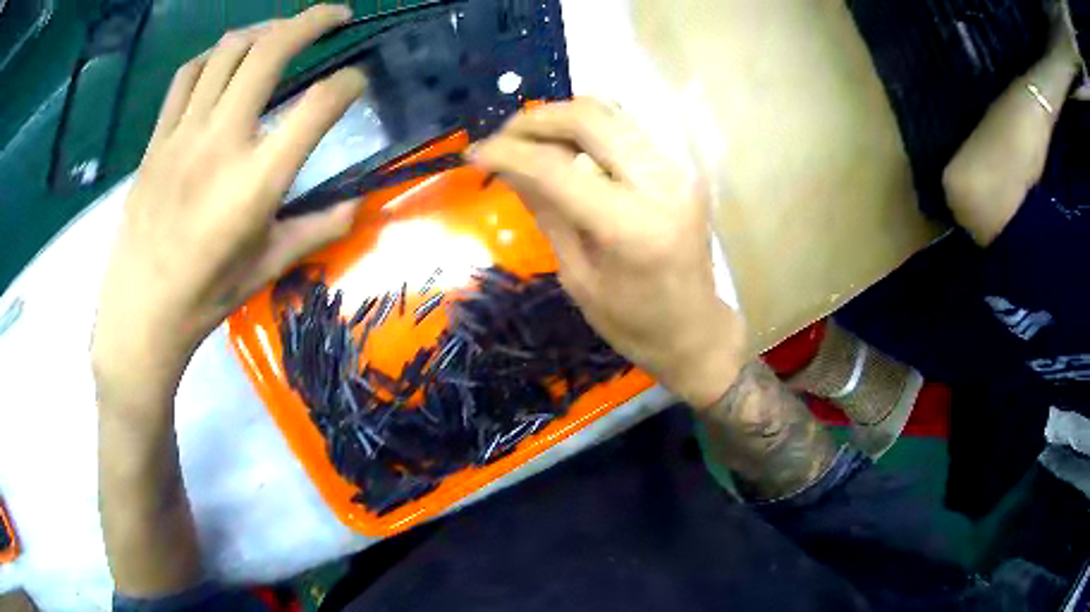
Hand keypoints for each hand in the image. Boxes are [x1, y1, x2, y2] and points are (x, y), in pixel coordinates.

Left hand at [93, 5, 364, 403]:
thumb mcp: (267, 268)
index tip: (359, 82)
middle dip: (313, 21)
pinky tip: (225, 59)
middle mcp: (221, 142)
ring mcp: (183, 133)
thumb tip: (359, 205)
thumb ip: (316, 228)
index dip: (349, 84)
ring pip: (228, 51)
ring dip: (264, 30)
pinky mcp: (158, 138)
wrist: (140, 312)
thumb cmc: (205, 297)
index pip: (318, 107)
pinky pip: (187, 75)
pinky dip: (213, 55)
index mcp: (256, 181)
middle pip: (271, 52)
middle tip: (337, 16)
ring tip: (282, 32)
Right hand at [471, 99, 745, 407]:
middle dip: (535, 120)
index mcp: (632, 227)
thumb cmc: (633, 323)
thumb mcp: (578, 276)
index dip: (508, 152)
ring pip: (611, 112)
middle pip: (589, 117)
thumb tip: (506, 165)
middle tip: (502, 138)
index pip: (557, 167)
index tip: (474, 153)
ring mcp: (680, 170)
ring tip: (528, 140)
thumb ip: (546, 211)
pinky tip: (566, 147)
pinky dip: (589, 128)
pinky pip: (627, 127)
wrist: (696, 330)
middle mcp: (662, 184)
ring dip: (561, 118)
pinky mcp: (684, 167)